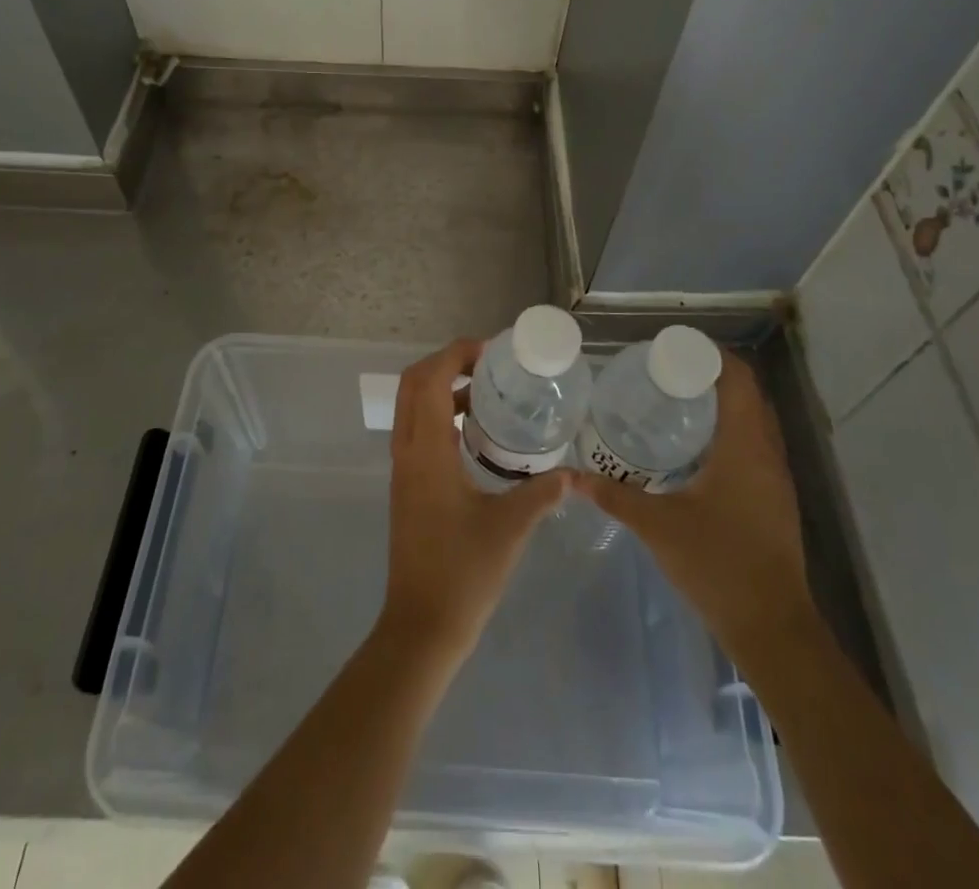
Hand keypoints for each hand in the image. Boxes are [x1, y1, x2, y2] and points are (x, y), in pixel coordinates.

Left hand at [378, 339, 567, 668]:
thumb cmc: (463, 573)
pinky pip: (417, 430)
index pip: (428, 378)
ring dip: (442, 388)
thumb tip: (575, 473)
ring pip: (412, 406)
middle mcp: (407, 451)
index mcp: (426, 451)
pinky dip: (439, 414)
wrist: (421, 626)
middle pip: (413, 383)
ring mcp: (403, 469)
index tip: (491, 351)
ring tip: (487, 392)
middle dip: (447, 363)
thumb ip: (543, 493)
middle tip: (489, 366)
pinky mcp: (407, 485)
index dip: (455, 354)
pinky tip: (475, 432)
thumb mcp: (511, 527)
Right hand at [570, 350, 812, 652]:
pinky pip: (755, 445)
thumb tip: (571, 476)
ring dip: (724, 404)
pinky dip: (730, 431)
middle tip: (666, 373)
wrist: (772, 627)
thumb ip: (614, 496)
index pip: (738, 379)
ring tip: (677, 401)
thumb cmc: (717, 563)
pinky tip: (696, 448)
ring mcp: (776, 478)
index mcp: (744, 445)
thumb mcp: (657, 525)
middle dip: (711, 376)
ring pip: (755, 421)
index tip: (674, 349)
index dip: (711, 356)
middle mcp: (767, 453)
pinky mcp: (774, 499)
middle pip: (748, 395)